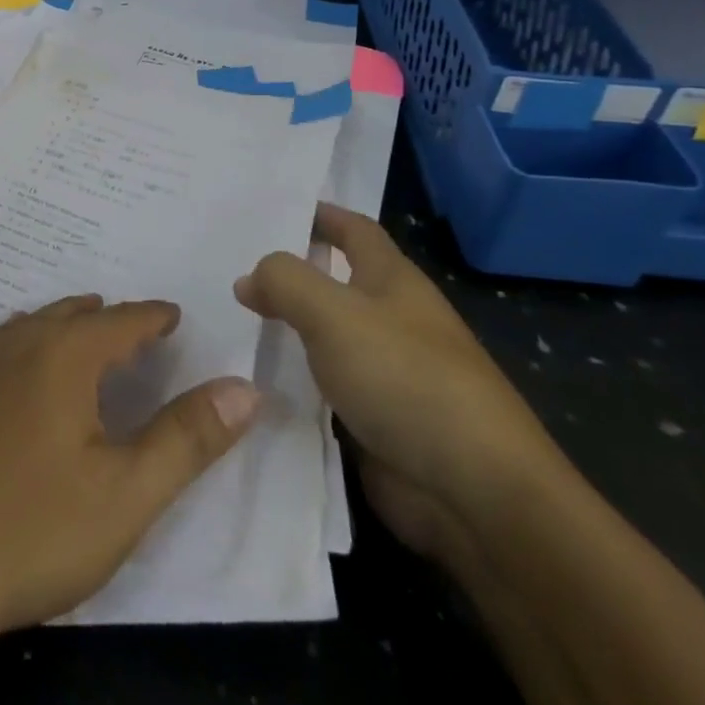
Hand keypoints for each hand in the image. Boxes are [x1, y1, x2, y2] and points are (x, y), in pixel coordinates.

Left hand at [0, 295, 261, 640]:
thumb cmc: (33, 528)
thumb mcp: (127, 493)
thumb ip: (188, 437)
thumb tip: (245, 387)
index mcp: (64, 353)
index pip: (123, 319)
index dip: (155, 317)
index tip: (176, 317)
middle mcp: (20, 343)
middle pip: (76, 314)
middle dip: (113, 318)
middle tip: (142, 333)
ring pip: (37, 325)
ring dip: (71, 327)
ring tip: (95, 340)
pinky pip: (9, 346)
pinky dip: (37, 344)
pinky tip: (35, 378)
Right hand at [235, 203, 566, 569]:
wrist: (475, 493)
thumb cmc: (406, 378)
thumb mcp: (333, 313)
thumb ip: (285, 281)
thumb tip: (250, 278)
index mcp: (393, 280)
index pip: (353, 229)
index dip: (318, 214)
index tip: (271, 210)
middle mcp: (392, 319)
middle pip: (335, 283)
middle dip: (291, 273)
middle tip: (230, 267)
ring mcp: (386, 373)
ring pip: (326, 337)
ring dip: (287, 329)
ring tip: (229, 321)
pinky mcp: (376, 421)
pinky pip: (324, 388)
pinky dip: (294, 380)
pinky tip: (253, 380)